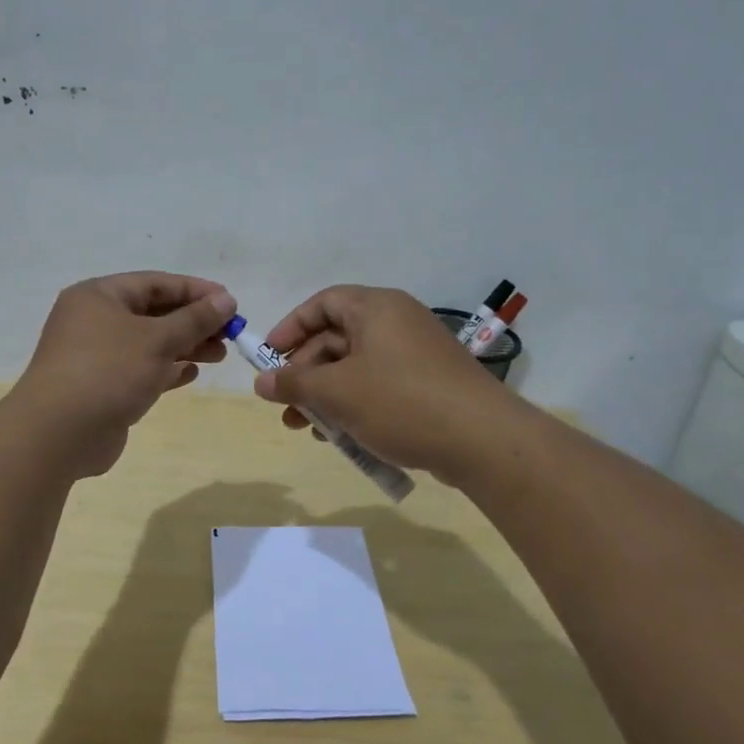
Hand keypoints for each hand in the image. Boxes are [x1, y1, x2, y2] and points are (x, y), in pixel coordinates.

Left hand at [12, 272, 237, 477]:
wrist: (58, 434)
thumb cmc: (108, 372)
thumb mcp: (157, 339)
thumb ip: (195, 319)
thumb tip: (226, 298)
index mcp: (99, 296)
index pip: (155, 283)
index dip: (195, 290)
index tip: (230, 302)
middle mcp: (94, 321)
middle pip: (153, 313)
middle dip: (193, 322)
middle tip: (229, 334)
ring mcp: (96, 356)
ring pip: (149, 344)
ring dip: (184, 347)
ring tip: (219, 354)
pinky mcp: (101, 387)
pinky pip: (140, 370)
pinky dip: (166, 370)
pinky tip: (191, 374)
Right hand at [253, 285, 515, 482]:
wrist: (483, 440)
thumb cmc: (401, 402)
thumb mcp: (338, 392)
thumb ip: (294, 383)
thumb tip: (261, 381)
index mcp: (377, 308)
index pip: (323, 303)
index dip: (291, 328)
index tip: (269, 358)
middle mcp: (397, 323)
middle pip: (337, 338)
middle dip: (305, 373)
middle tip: (285, 406)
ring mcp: (416, 355)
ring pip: (356, 368)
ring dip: (326, 395)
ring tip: (306, 429)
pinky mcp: (428, 385)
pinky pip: (379, 386)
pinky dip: (355, 405)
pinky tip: (341, 436)